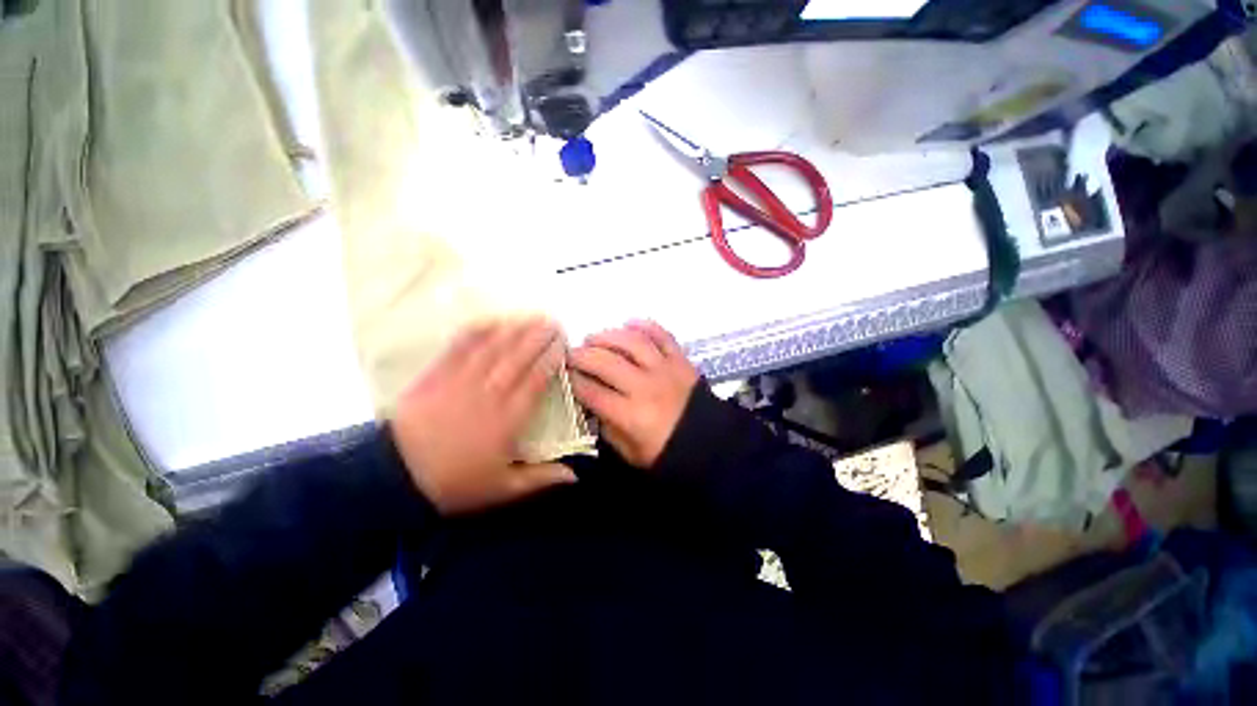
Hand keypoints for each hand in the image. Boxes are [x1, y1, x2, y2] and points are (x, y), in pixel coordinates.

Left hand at [391, 319, 576, 514]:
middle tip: (554, 322)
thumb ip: (541, 478)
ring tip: (532, 317)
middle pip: (519, 357)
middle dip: (539, 336)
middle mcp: (490, 392)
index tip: (563, 345)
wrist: (396, 476)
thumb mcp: (502, 488)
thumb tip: (576, 476)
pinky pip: (460, 346)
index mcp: (509, 418)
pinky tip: (491, 321)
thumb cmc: (455, 481)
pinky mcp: (437, 374)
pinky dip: (477, 331)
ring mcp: (462, 380)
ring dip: (515, 329)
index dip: (551, 358)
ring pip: (494, 347)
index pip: (536, 379)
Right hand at [569, 321, 698, 468]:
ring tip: (594, 338)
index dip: (572, 380)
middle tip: (571, 353)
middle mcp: (645, 387)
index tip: (563, 373)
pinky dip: (645, 325)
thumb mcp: (629, 453)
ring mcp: (665, 369)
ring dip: (608, 336)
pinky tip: (629, 323)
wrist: (710, 445)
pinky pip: (662, 335)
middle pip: (605, 362)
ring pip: (631, 342)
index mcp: (631, 415)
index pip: (591, 391)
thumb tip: (590, 402)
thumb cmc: (665, 452)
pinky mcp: (681, 360)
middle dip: (581, 355)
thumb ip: (606, 427)